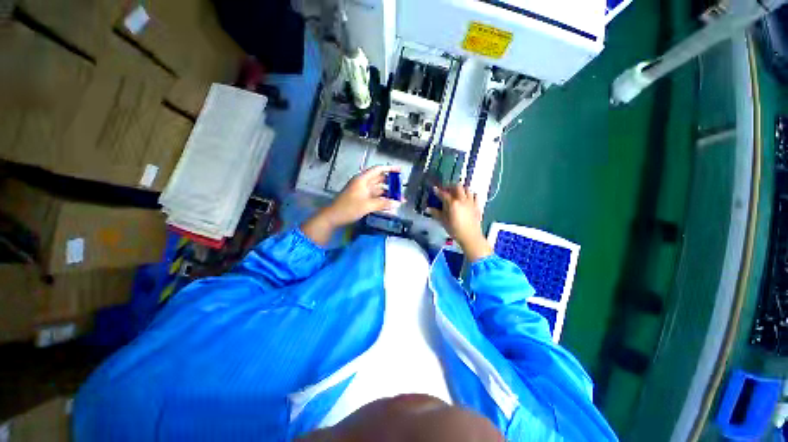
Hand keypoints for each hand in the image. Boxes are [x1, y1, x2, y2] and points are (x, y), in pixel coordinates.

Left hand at [302, 166, 401, 244]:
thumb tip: (397, 203)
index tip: (400, 171)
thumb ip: (383, 203)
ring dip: (388, 194)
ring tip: (399, 199)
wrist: (333, 217)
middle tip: (402, 188)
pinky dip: (382, 200)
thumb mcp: (367, 205)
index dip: (389, 169)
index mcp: (363, 180)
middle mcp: (363, 184)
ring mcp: (363, 192)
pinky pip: (375, 197)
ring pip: (378, 190)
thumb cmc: (348, 208)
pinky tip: (390, 204)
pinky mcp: (362, 200)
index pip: (378, 170)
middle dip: (391, 183)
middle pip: (380, 180)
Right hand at [428, 185, 491, 260]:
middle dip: (451, 187)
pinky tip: (468, 198)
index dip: (438, 191)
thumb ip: (436, 213)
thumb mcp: (443, 222)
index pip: (443, 194)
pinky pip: (475, 196)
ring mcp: (470, 202)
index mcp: (452, 203)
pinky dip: (471, 195)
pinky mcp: (477, 206)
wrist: (470, 236)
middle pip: (457, 187)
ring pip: (467, 189)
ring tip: (457, 193)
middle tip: (446, 190)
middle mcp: (462, 199)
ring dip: (461, 189)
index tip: (434, 189)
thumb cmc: (455, 230)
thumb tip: (428, 209)